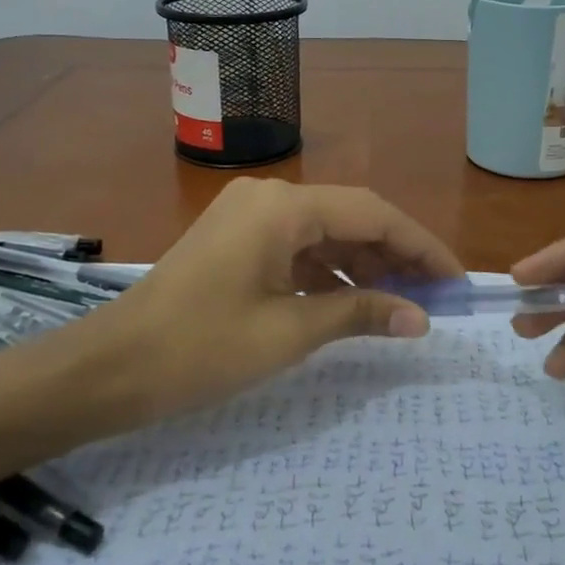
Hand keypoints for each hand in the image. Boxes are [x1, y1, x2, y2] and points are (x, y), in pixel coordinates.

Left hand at [107, 179, 463, 421]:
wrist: (108, 368)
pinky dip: (329, 272)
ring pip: (326, 232)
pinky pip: (298, 246)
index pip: (373, 214)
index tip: (456, 281)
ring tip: (403, 304)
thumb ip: (359, 314)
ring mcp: (250, 215)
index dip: (420, 246)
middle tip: (434, 299)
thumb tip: (420, 319)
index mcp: (284, 207)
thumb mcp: (288, 332)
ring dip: (364, 265)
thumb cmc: (199, 349)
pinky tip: (353, 301)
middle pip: (351, 217)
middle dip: (395, 256)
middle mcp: (270, 196)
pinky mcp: (237, 238)